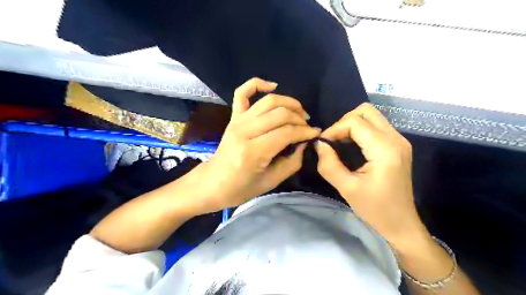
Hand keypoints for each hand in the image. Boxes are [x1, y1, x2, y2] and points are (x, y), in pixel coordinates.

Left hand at [192, 77, 318, 213]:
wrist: (212, 183)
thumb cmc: (241, 188)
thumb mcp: (271, 181)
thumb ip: (292, 161)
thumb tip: (304, 142)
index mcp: (253, 152)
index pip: (287, 132)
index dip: (305, 132)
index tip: (316, 134)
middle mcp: (244, 131)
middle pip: (280, 114)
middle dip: (299, 118)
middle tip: (307, 127)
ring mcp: (237, 121)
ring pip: (268, 101)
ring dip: (289, 103)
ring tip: (299, 112)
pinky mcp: (233, 117)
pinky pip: (242, 92)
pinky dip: (257, 83)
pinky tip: (273, 85)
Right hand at [313, 102, 428, 248]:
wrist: (401, 223)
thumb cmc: (375, 209)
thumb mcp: (347, 188)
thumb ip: (329, 164)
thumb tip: (319, 144)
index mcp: (385, 149)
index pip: (355, 122)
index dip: (334, 129)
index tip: (323, 144)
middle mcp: (395, 138)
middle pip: (365, 111)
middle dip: (344, 122)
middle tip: (333, 141)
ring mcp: (399, 140)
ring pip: (371, 116)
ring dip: (351, 125)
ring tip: (339, 143)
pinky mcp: (397, 145)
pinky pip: (375, 126)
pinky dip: (359, 131)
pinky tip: (351, 146)